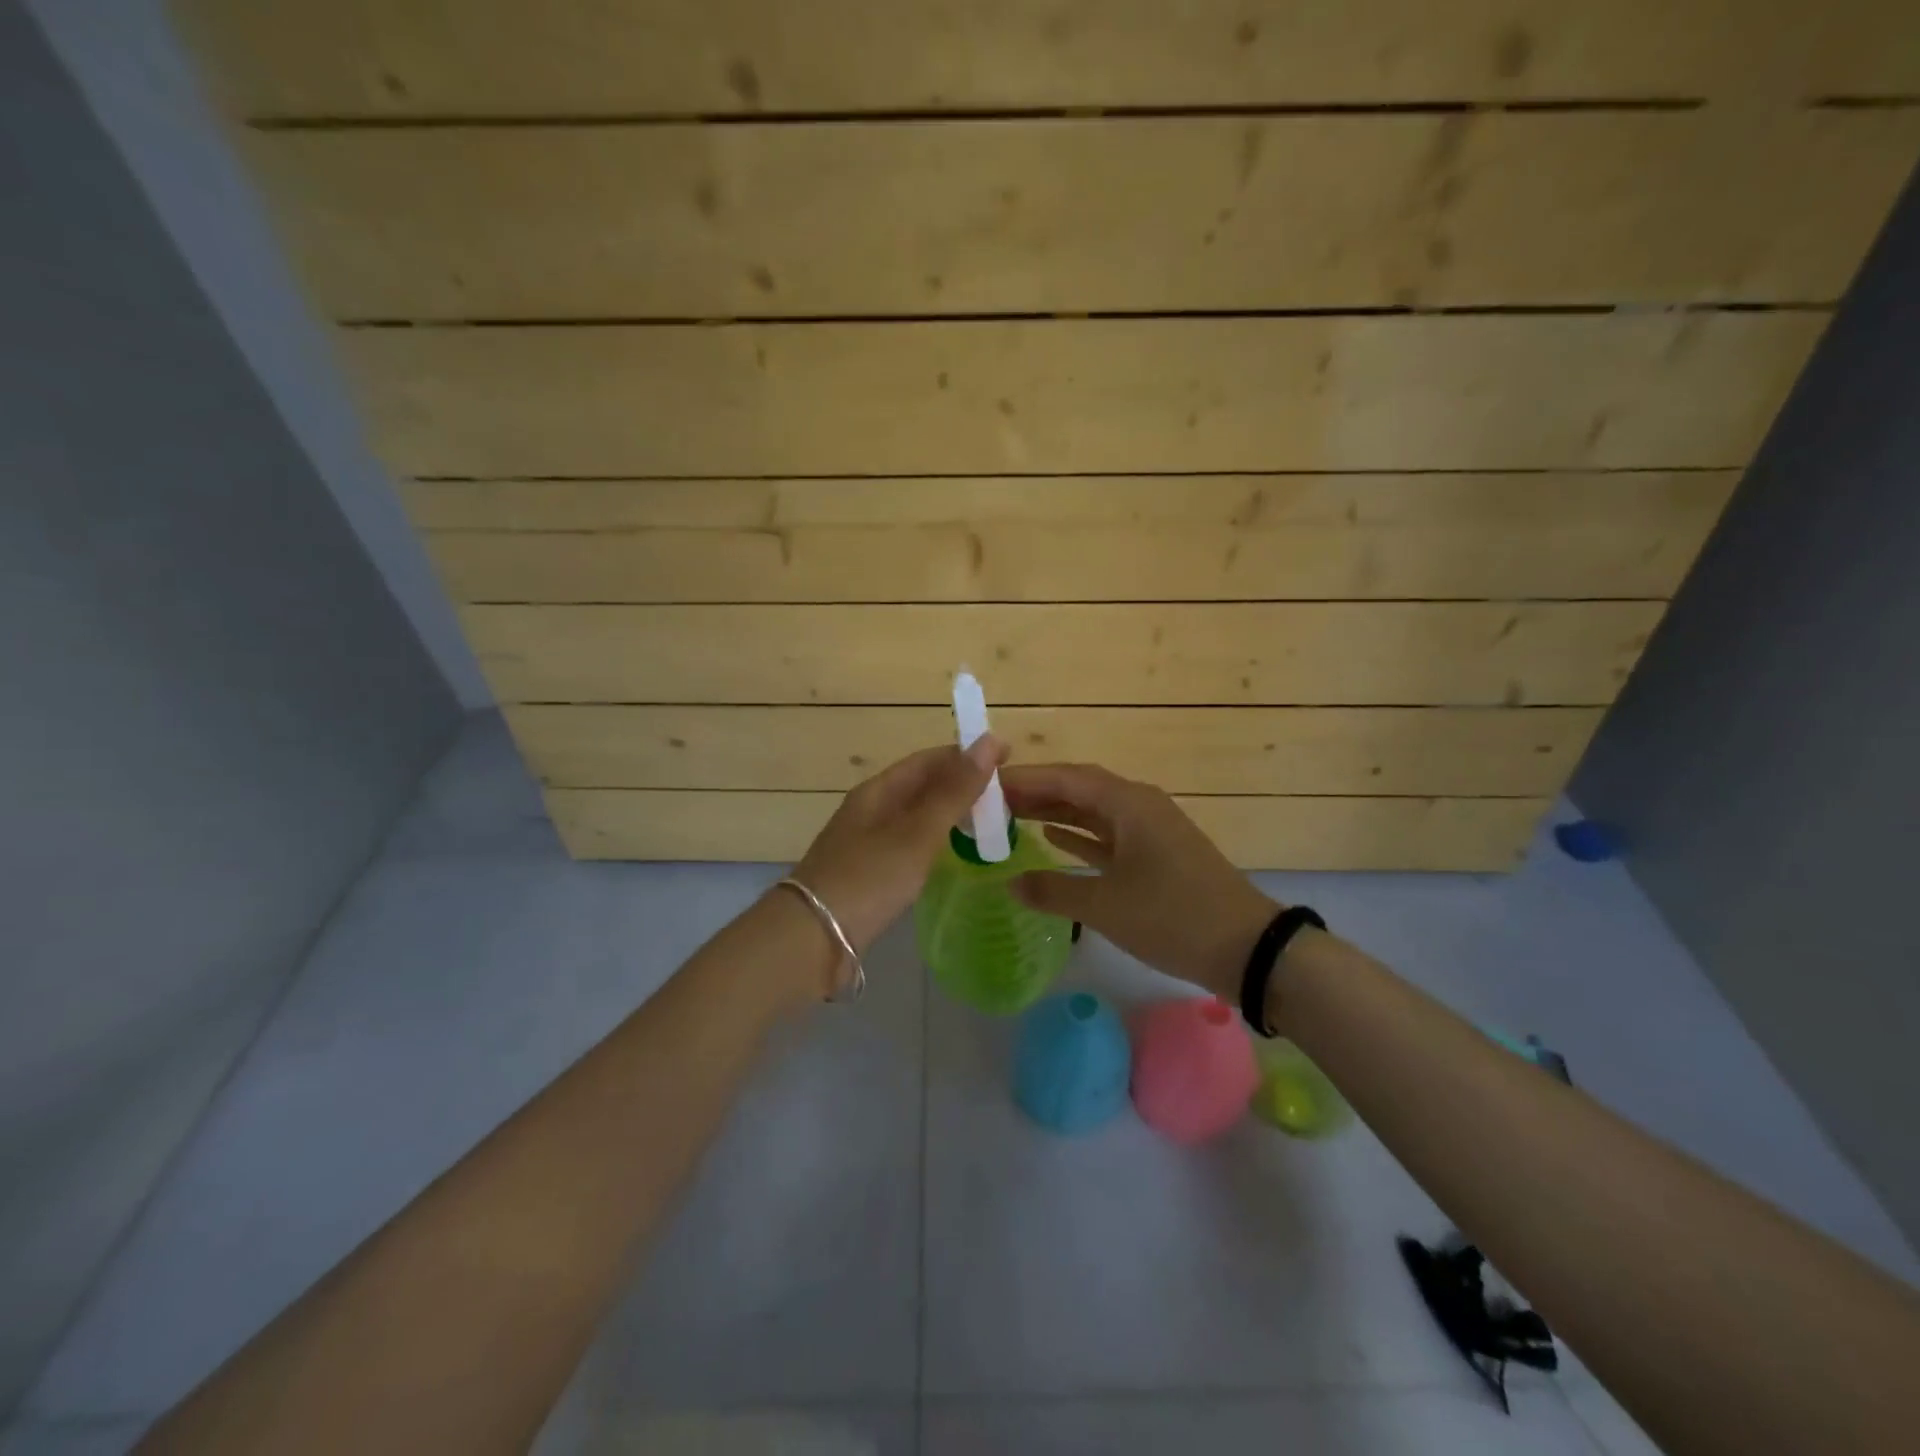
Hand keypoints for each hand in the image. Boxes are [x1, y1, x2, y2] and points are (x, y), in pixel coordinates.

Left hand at [792, 737, 1007, 958]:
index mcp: (878, 790)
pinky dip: (936, 841)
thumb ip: (955, 791)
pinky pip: (909, 844)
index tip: (1009, 758)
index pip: (929, 759)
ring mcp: (866, 842)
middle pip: (922, 786)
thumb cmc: (868, 879)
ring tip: (988, 822)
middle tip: (1006, 796)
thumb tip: (989, 740)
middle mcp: (870, 809)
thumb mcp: (918, 833)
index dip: (968, 754)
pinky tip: (952, 855)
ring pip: (916, 816)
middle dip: (962, 783)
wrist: (811, 939)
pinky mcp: (868, 873)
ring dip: (951, 812)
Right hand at [1001, 763, 1277, 997]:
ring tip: (1011, 817)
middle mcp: (1139, 807)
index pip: (1066, 778)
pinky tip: (1053, 841)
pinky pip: (1108, 836)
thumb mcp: (1106, 906)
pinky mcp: (1157, 856)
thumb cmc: (1173, 917)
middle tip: (992, 802)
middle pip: (1079, 790)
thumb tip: (1011, 883)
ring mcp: (1150, 832)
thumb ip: (1053, 892)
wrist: (1247, 949)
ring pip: (1093, 813)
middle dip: (1036, 793)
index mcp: (1129, 803)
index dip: (1026, 779)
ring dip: (1055, 813)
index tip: (986, 783)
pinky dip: (1080, 837)